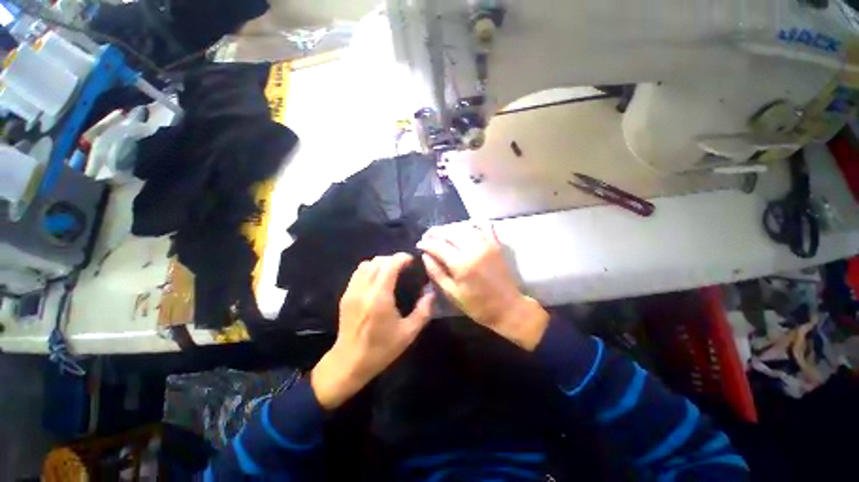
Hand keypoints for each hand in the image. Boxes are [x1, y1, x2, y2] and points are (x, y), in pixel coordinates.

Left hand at [311, 254, 433, 409]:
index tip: (412, 261)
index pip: (390, 264)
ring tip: (391, 271)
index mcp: (380, 297)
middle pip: (378, 261)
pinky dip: (370, 269)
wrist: (349, 362)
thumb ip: (423, 311)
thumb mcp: (408, 333)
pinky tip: (378, 280)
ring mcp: (352, 291)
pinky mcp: (346, 295)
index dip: (402, 258)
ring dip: (381, 263)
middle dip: (393, 259)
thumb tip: (431, 294)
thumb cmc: (381, 349)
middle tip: (405, 268)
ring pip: (366, 264)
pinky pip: (358, 272)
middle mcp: (364, 289)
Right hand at [417, 223, 548, 350]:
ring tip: (441, 234)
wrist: (507, 307)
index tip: (419, 245)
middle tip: (427, 237)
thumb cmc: (477, 305)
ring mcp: (486, 244)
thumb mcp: (451, 294)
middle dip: (435, 232)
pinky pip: (484, 225)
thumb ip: (436, 273)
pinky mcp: (496, 244)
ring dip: (450, 228)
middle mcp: (473, 249)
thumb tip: (425, 255)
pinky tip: (465, 227)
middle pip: (449, 233)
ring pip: (464, 227)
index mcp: (461, 264)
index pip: (438, 246)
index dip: (426, 244)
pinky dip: (473, 223)